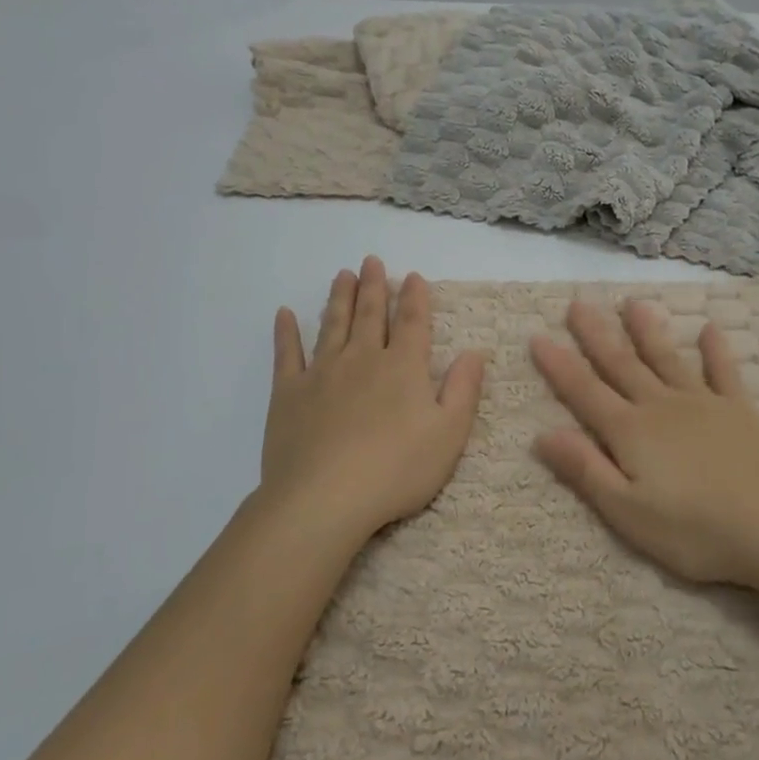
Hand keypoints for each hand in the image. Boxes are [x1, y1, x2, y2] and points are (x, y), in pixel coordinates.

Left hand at [260, 256, 485, 542]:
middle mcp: (363, 359)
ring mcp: (322, 373)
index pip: (413, 323)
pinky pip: (287, 354)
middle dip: (374, 287)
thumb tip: (473, 352)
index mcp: (403, 368)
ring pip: (333, 325)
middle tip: (371, 261)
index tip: (413, 276)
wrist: (324, 498)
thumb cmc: (396, 470)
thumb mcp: (448, 434)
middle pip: (370, 315)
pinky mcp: (289, 393)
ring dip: (339, 298)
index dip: (415, 298)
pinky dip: (286, 332)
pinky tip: (284, 314)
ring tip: (342, 275)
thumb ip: (463, 390)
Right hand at [531, 300, 758, 587]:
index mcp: (631, 432)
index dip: (559, 366)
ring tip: (633, 303)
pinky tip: (710, 328)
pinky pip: (723, 372)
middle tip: (578, 303)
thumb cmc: (696, 530)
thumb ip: (586, 469)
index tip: (538, 336)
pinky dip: (715, 350)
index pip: (585, 392)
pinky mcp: (739, 410)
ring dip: (647, 330)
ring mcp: (703, 404)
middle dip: (597, 335)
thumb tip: (542, 434)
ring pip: (667, 359)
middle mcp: (661, 407)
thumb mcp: (628, 512)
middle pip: (622, 365)